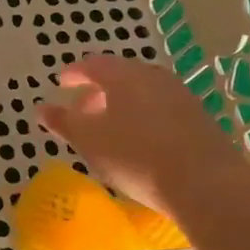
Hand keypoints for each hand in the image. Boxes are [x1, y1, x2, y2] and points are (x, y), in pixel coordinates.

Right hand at [37, 54, 249, 210]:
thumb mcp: (89, 141)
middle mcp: (152, 77)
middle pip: (120, 75)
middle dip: (98, 89)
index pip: (92, 64)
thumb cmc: (136, 156)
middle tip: (83, 108)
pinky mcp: (199, 119)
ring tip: (110, 127)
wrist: (207, 185)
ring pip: (142, 92)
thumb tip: (42, 108)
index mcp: (123, 75)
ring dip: (122, 104)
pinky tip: (140, 141)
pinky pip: (161, 108)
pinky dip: (143, 116)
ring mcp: (180, 96)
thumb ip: (64, 122)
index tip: (62, 82)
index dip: (74, 73)